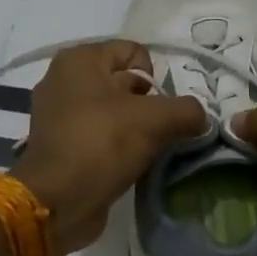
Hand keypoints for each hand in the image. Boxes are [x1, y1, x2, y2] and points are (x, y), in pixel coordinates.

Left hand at [12, 40, 209, 254]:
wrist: (56, 202)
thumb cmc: (102, 144)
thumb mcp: (156, 120)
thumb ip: (187, 110)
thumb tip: (200, 117)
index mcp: (80, 59)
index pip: (135, 53)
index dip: (156, 78)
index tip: (161, 109)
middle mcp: (63, 78)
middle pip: (124, 82)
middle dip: (147, 105)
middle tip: (158, 131)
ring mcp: (56, 113)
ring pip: (113, 111)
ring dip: (134, 128)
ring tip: (145, 151)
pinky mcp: (58, 144)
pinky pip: (98, 134)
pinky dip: (115, 146)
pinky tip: (127, 164)